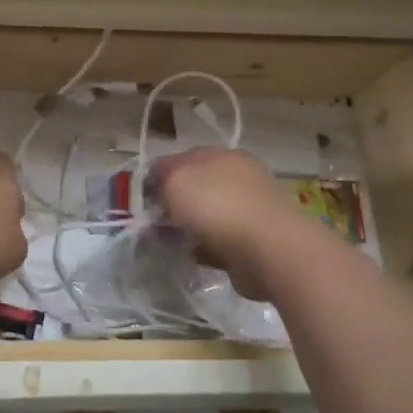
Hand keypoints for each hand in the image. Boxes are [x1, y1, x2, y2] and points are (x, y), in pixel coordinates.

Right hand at [150, 148, 311, 301]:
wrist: (269, 251)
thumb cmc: (218, 206)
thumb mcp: (176, 180)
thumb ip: (161, 176)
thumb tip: (158, 182)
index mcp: (224, 156)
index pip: (183, 157)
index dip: (160, 174)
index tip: (143, 196)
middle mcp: (240, 178)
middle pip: (197, 187)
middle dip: (175, 204)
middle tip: (155, 222)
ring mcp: (250, 210)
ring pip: (208, 215)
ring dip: (190, 228)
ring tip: (173, 243)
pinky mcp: (255, 241)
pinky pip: (221, 241)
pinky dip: (207, 248)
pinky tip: (196, 256)